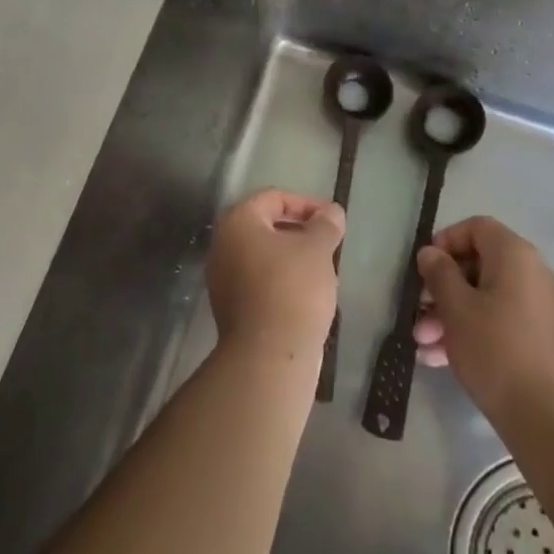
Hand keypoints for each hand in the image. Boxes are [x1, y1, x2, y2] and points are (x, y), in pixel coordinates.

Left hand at [206, 188, 344, 361]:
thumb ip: (325, 224)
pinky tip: (305, 293)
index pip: (273, 197)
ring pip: (261, 254)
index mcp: (238, 221)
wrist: (269, 355)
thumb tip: (331, 212)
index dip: (306, 203)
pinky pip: (257, 280)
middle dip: (298, 229)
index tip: (331, 219)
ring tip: (321, 268)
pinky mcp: (229, 307)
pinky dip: (280, 278)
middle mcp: (222, 244)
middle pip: (264, 224)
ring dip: (290, 255)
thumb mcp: (317, 249)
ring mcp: (222, 277)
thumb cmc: (293, 288)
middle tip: (327, 242)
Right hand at [413, 216, 553, 430]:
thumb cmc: (496, 351)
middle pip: (478, 265)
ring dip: (451, 315)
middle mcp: (533, 274)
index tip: (424, 269)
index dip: (446, 241)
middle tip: (418, 312)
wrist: (550, 420)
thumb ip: (439, 273)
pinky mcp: (541, 340)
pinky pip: (499, 322)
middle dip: (442, 288)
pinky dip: (472, 332)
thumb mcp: (456, 308)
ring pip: (485, 298)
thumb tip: (431, 253)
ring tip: (423, 344)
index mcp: (515, 256)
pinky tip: (441, 359)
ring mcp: (540, 308)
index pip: (477, 227)